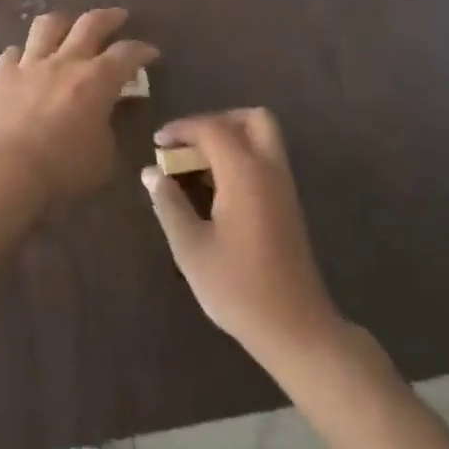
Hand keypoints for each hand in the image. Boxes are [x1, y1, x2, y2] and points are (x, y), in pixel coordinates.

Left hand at [0, 8, 158, 202]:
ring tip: (68, 26)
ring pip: (48, 25)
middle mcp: (65, 61)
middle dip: (109, 17)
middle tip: (118, 17)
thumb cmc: (61, 170)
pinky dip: (24, 54)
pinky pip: (14, 52)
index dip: (142, 50)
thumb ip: (110, 132)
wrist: (4, 169)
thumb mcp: (103, 159)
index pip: (127, 53)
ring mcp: (31, 63)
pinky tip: (26, 61)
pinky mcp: (2, 73)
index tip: (151, 52)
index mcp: (97, 80)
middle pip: (90, 23)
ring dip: (63, 22)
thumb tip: (108, 117)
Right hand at [143, 109, 343, 362]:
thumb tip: (151, 172)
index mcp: (245, 173)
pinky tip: (215, 189)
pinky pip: (264, 160)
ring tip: (196, 166)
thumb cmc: (238, 288)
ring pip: (262, 138)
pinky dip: (240, 158)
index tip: (157, 143)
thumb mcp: (191, 248)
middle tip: (188, 144)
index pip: (212, 128)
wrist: (297, 330)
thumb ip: (169, 204)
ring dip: (229, 139)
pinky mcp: (288, 205)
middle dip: (216, 121)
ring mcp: (283, 187)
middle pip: (251, 119)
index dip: (182, 128)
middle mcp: (269, 170)